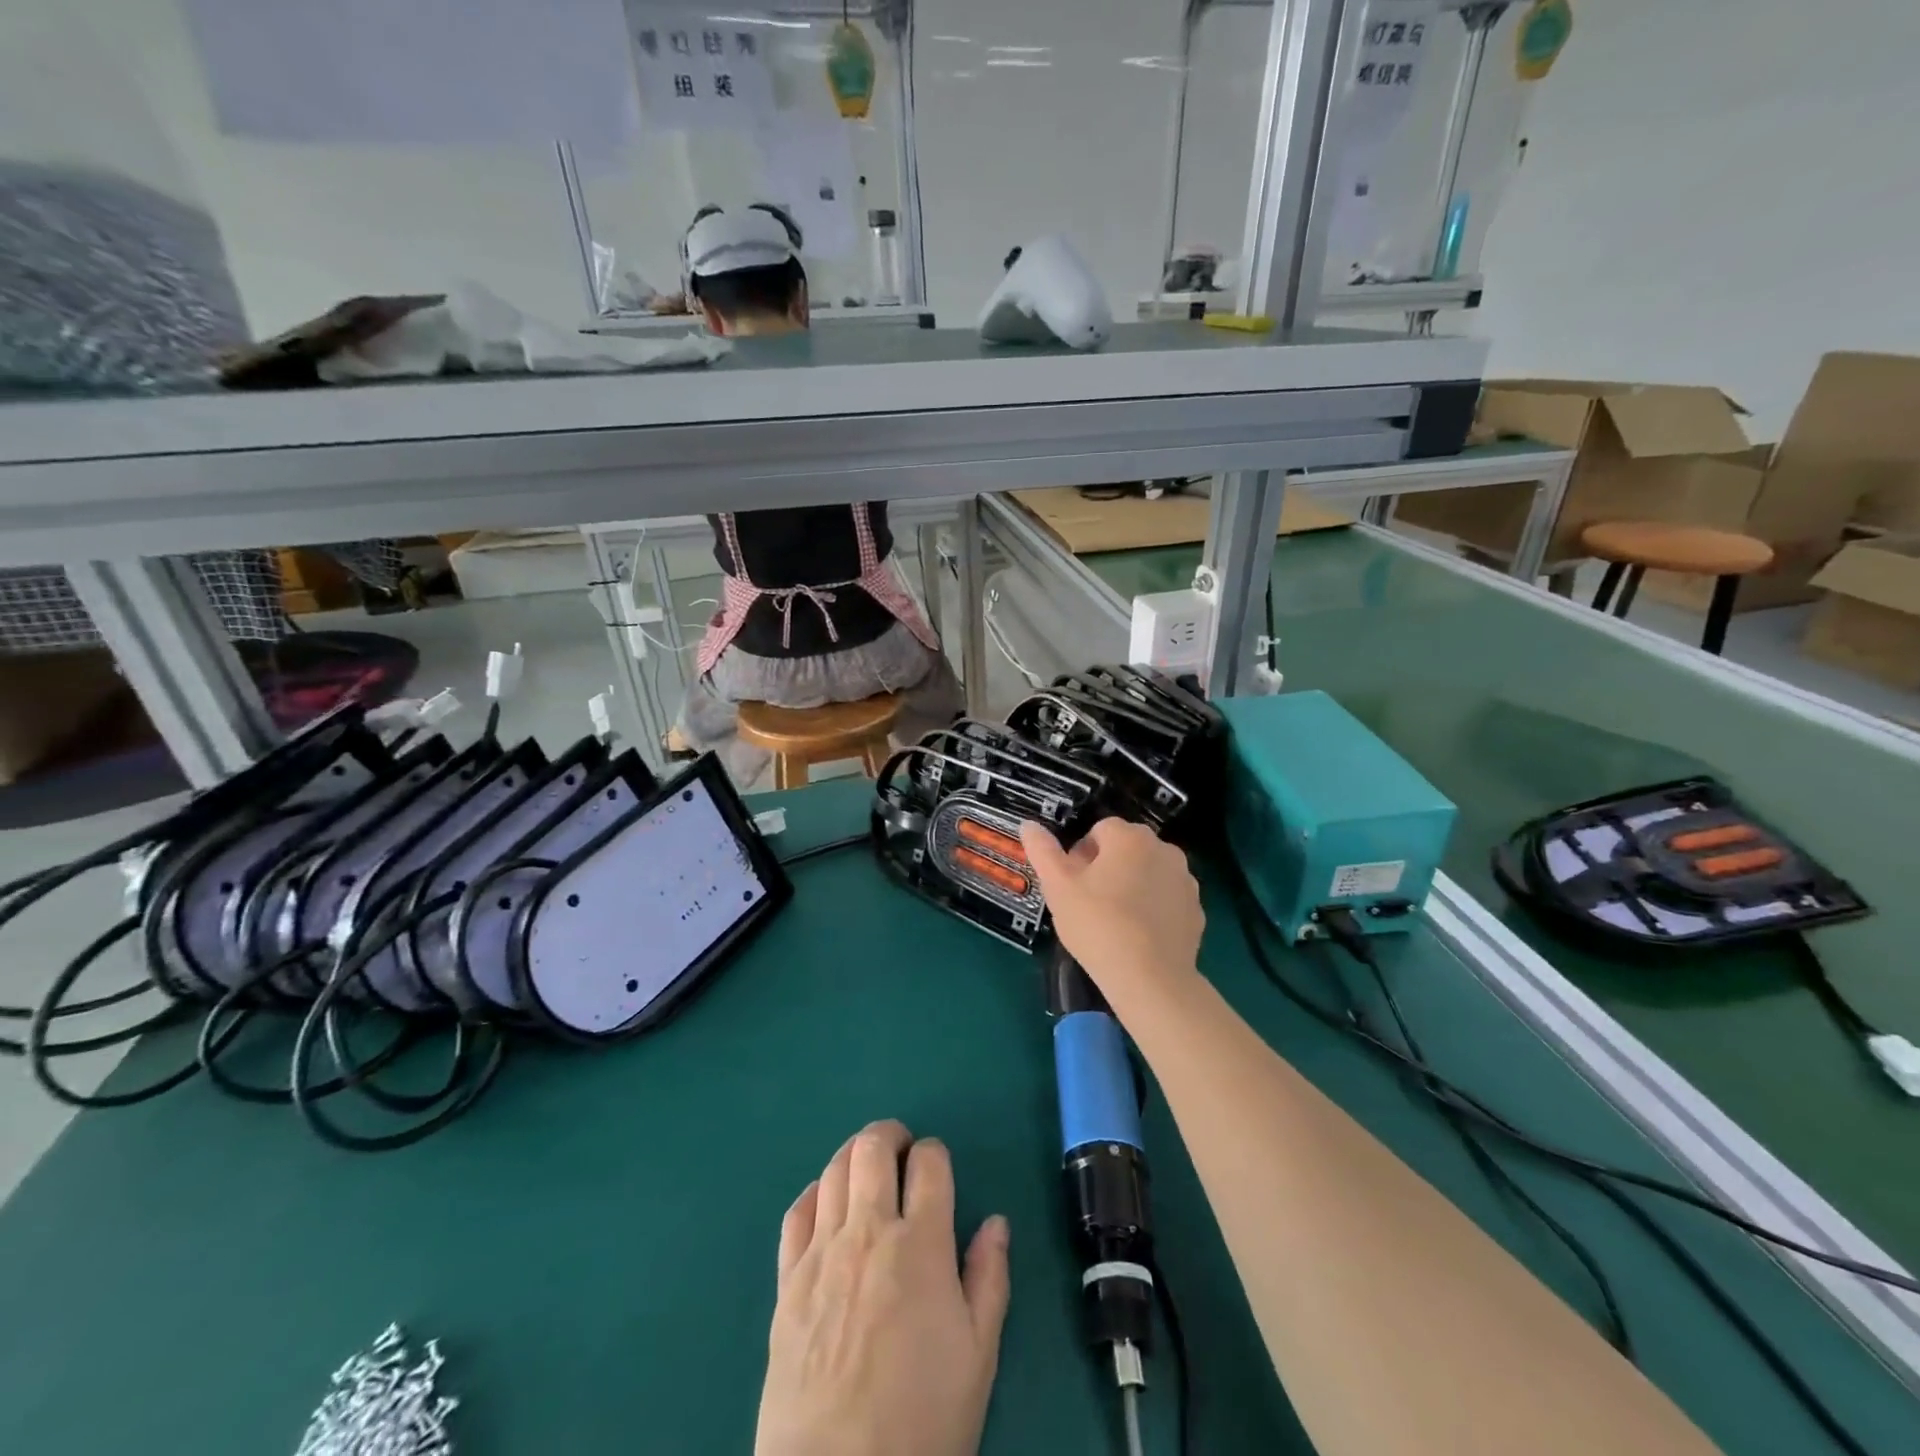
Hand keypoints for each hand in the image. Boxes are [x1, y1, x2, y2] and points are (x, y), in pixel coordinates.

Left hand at [756, 1120, 1011, 1455]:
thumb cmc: (922, 1420)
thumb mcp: (978, 1357)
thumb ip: (989, 1279)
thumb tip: (995, 1221)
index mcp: (922, 1245)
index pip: (929, 1162)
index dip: (935, 1154)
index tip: (936, 1169)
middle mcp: (869, 1231)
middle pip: (872, 1148)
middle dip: (890, 1136)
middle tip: (900, 1152)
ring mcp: (822, 1252)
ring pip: (834, 1169)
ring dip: (854, 1156)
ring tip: (866, 1171)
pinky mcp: (787, 1280)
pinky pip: (797, 1212)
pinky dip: (815, 1193)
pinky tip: (826, 1205)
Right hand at [1020, 818, 1204, 1009]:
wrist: (1151, 979)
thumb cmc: (1098, 925)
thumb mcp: (1058, 887)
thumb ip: (1043, 851)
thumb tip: (1028, 825)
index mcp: (1130, 837)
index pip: (1099, 830)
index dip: (1081, 855)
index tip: (1073, 885)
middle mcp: (1163, 849)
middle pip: (1126, 849)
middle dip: (1108, 868)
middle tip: (1090, 903)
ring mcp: (1185, 879)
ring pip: (1148, 872)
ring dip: (1133, 885)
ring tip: (1115, 921)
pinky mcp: (1197, 909)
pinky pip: (1167, 899)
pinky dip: (1154, 908)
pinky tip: (1139, 935)